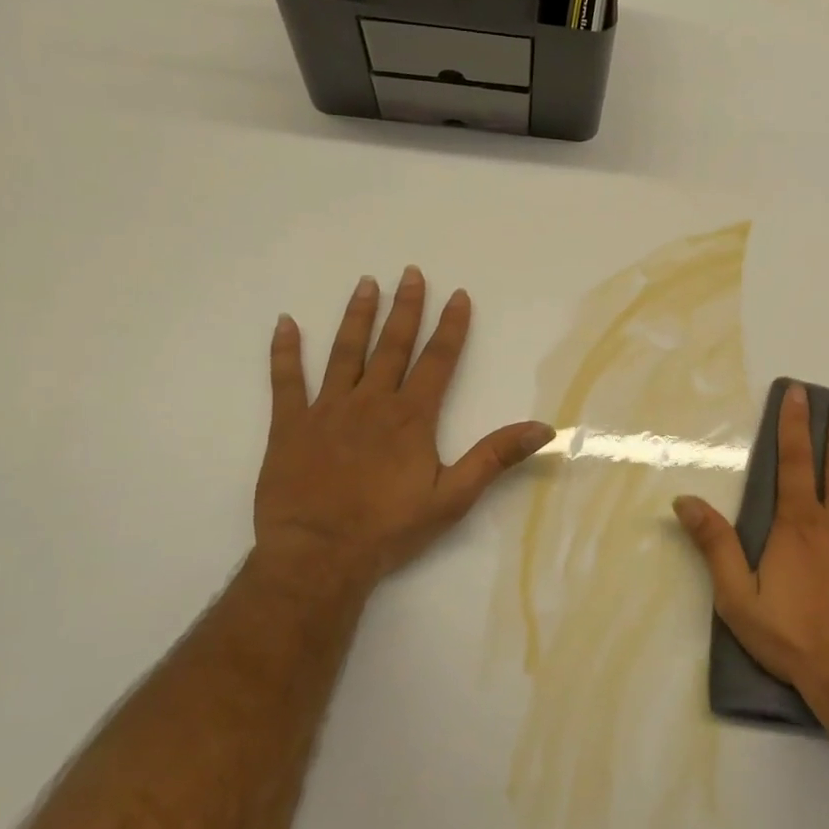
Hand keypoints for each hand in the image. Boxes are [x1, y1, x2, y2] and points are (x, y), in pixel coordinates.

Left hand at [252, 267, 554, 599]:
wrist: (319, 555)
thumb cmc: (390, 528)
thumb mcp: (454, 497)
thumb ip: (495, 457)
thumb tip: (543, 428)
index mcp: (411, 417)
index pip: (438, 360)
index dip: (451, 327)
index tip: (458, 295)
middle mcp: (371, 402)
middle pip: (393, 345)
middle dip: (406, 308)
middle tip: (411, 273)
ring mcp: (327, 410)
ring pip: (345, 352)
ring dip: (357, 316)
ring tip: (365, 284)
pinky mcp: (290, 426)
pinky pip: (286, 381)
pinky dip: (285, 351)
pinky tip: (286, 323)